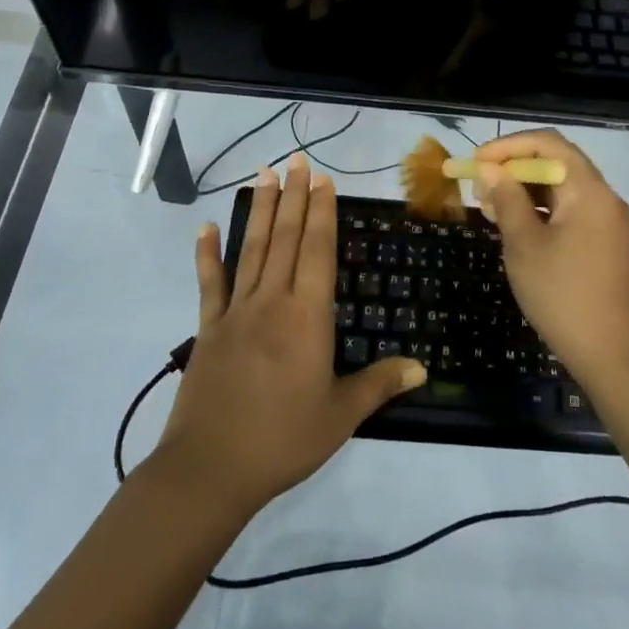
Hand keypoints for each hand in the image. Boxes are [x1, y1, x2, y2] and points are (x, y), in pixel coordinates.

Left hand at [157, 155, 426, 515]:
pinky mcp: (208, 328)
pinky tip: (206, 226)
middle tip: (297, 160)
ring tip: (265, 174)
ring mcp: (236, 311)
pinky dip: (208, 253)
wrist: (210, 469)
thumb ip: (379, 384)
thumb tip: (423, 368)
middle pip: (286, 238)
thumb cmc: (282, 440)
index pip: (318, 250)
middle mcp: (272, 301)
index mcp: (307, 316)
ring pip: (252, 249)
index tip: (323, 179)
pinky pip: (209, 283)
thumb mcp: (340, 416)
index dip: (322, 212)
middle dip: (294, 196)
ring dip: (261, 210)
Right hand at [472, 130, 628, 385]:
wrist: (613, 356)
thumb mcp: (524, 245)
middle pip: (557, 163)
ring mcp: (608, 221)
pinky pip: (570, 211)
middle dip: (514, 169)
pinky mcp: (605, 243)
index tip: (476, 162)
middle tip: (480, 188)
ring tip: (490, 208)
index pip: (548, 143)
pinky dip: (542, 211)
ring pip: (562, 188)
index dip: (508, 146)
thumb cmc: (563, 296)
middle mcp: (604, 197)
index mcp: (589, 190)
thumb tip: (489, 169)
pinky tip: (516, 227)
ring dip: (526, 191)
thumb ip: (506, 199)